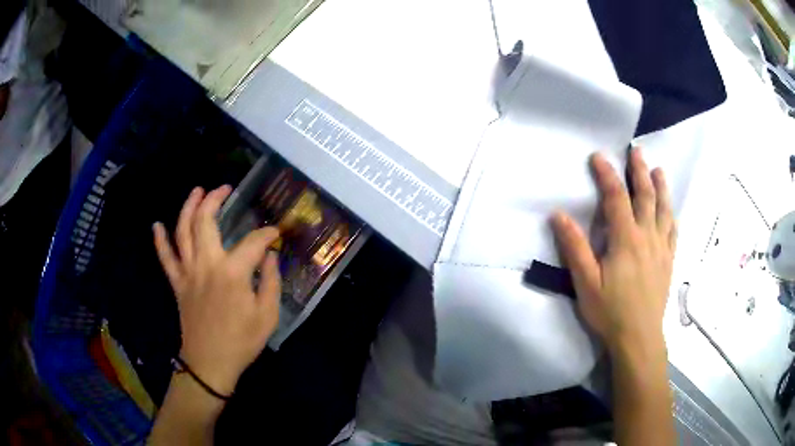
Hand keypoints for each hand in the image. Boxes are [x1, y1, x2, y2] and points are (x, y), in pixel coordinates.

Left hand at [153, 186, 280, 395]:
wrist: (210, 363)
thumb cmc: (241, 341)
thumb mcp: (267, 315)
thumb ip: (271, 281)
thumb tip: (271, 257)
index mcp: (232, 273)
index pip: (253, 242)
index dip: (267, 234)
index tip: (276, 234)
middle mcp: (206, 264)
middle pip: (206, 221)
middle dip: (215, 199)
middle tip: (225, 188)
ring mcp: (188, 272)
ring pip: (183, 231)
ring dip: (188, 207)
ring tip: (197, 190)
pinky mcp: (177, 283)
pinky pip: (165, 258)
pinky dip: (159, 240)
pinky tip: (156, 225)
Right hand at [551, 149, 675, 356]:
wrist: (639, 337)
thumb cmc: (610, 312)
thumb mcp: (586, 283)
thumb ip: (575, 248)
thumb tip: (558, 215)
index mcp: (626, 239)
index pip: (616, 198)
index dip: (607, 174)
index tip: (599, 156)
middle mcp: (647, 237)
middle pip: (646, 196)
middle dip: (639, 171)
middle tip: (637, 151)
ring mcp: (661, 248)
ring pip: (664, 210)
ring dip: (661, 187)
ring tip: (658, 170)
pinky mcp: (668, 261)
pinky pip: (673, 231)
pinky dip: (671, 215)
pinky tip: (671, 210)